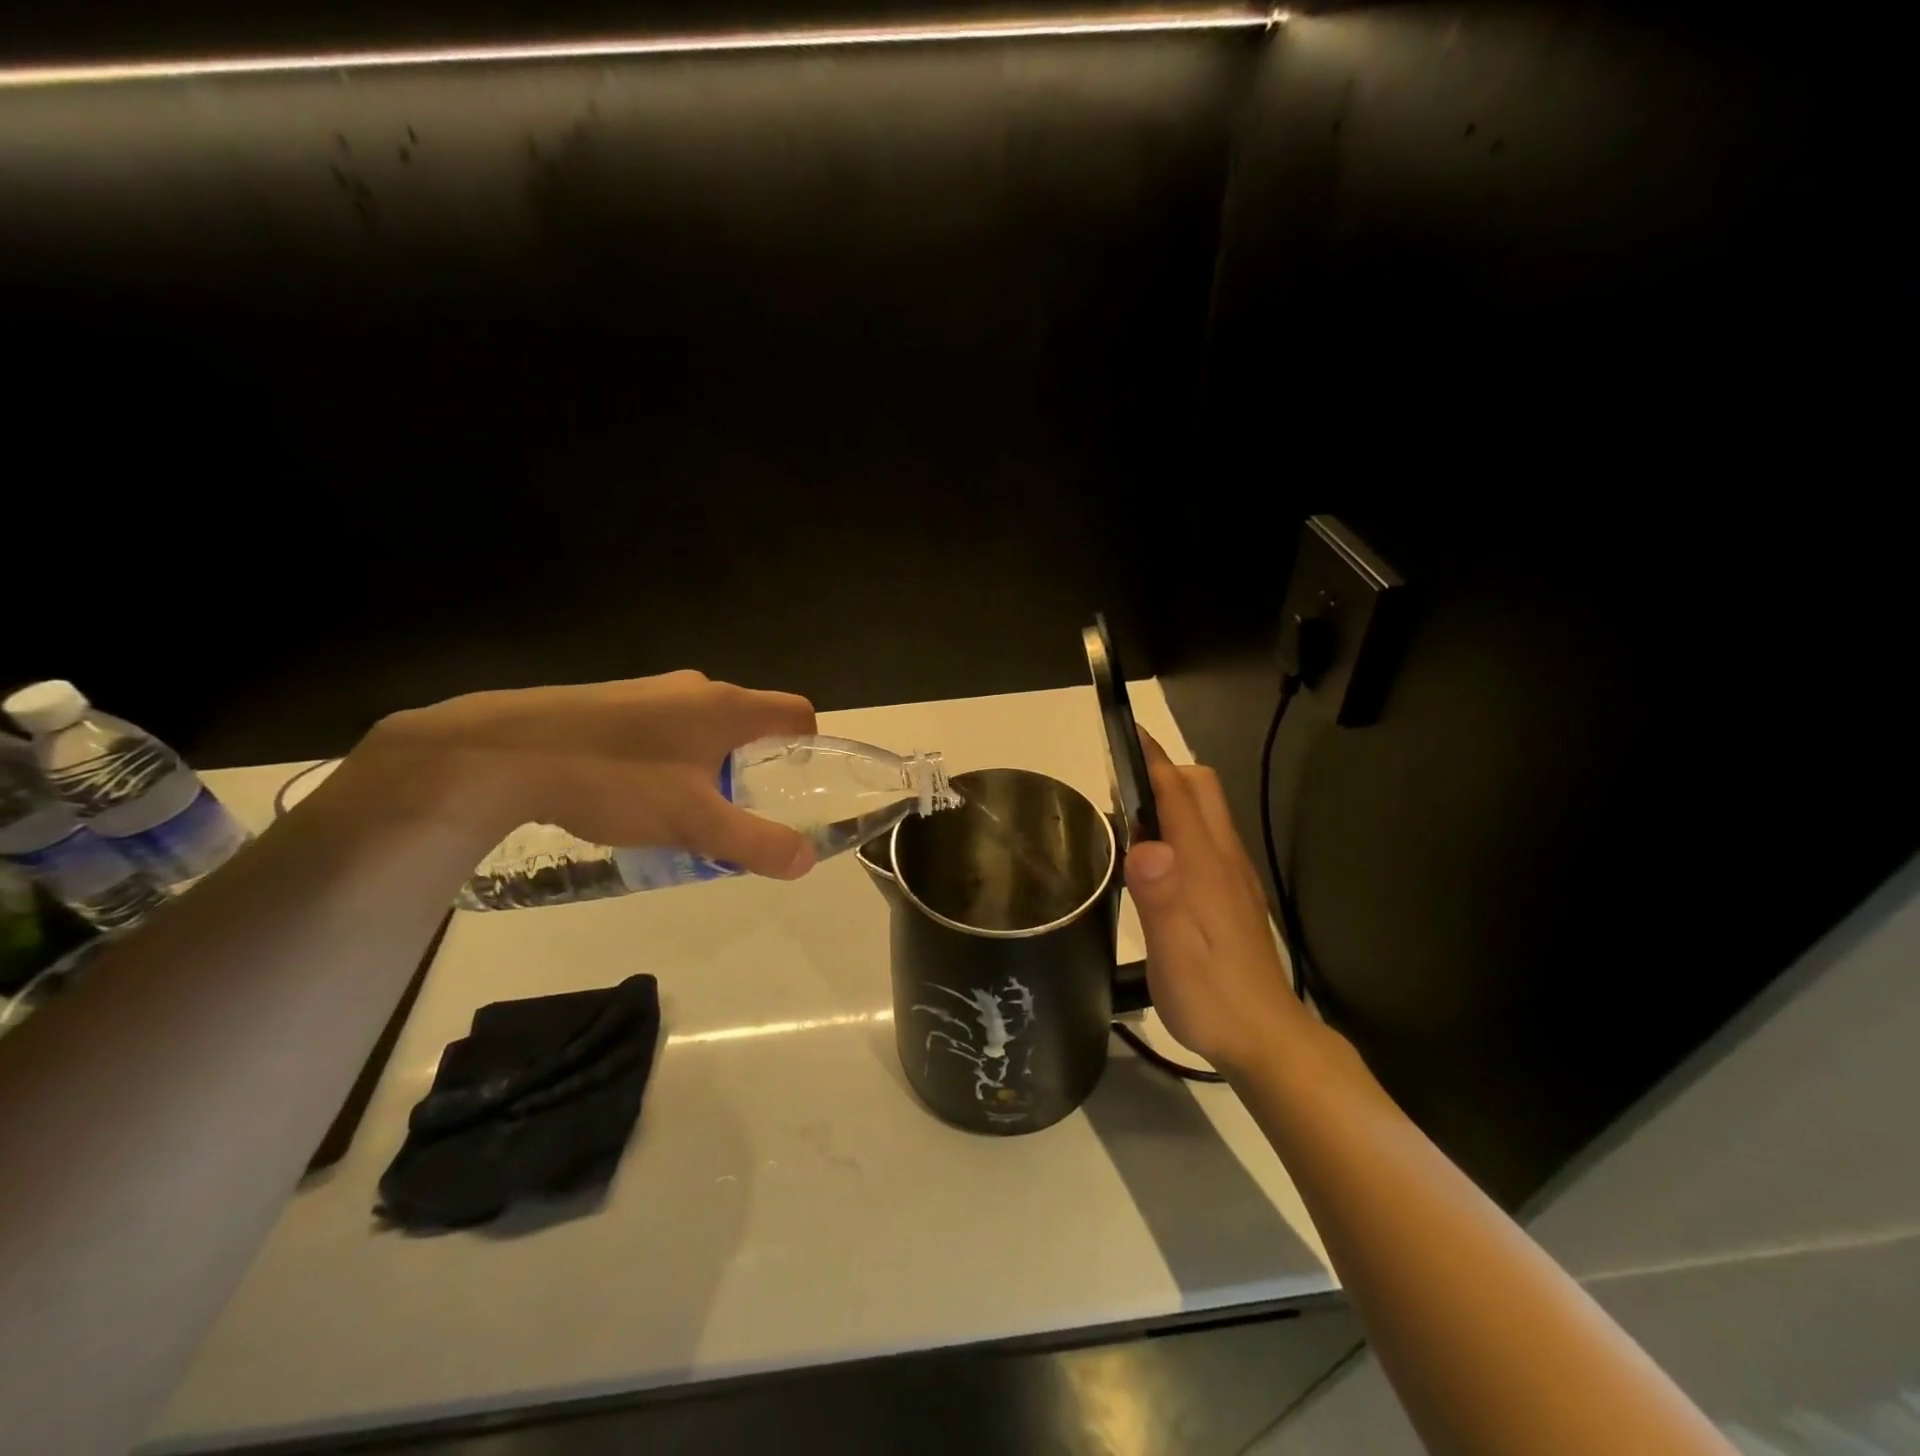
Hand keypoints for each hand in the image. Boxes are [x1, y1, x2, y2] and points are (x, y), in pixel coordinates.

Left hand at [356, 671, 818, 878]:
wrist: (503, 752)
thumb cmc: (616, 779)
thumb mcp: (694, 822)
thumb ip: (755, 842)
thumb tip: (805, 861)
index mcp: (727, 707)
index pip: (796, 712)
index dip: (809, 745)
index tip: (798, 783)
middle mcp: (696, 689)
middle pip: (750, 721)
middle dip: (756, 765)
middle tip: (741, 809)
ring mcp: (651, 692)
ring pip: (704, 727)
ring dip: (711, 764)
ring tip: (687, 810)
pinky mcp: (614, 703)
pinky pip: (665, 728)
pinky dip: (672, 758)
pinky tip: (637, 794)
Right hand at [1124, 732, 1305, 1075]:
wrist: (1267, 1038)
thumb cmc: (1211, 996)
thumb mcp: (1173, 952)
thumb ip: (1159, 896)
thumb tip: (1142, 843)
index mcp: (1204, 864)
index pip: (1178, 792)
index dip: (1151, 758)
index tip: (1125, 732)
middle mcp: (1224, 858)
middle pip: (1201, 788)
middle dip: (1163, 770)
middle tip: (1120, 786)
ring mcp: (1234, 875)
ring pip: (1207, 810)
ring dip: (1172, 796)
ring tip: (1130, 817)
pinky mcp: (1236, 893)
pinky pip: (1208, 837)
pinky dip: (1182, 825)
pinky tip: (1159, 859)